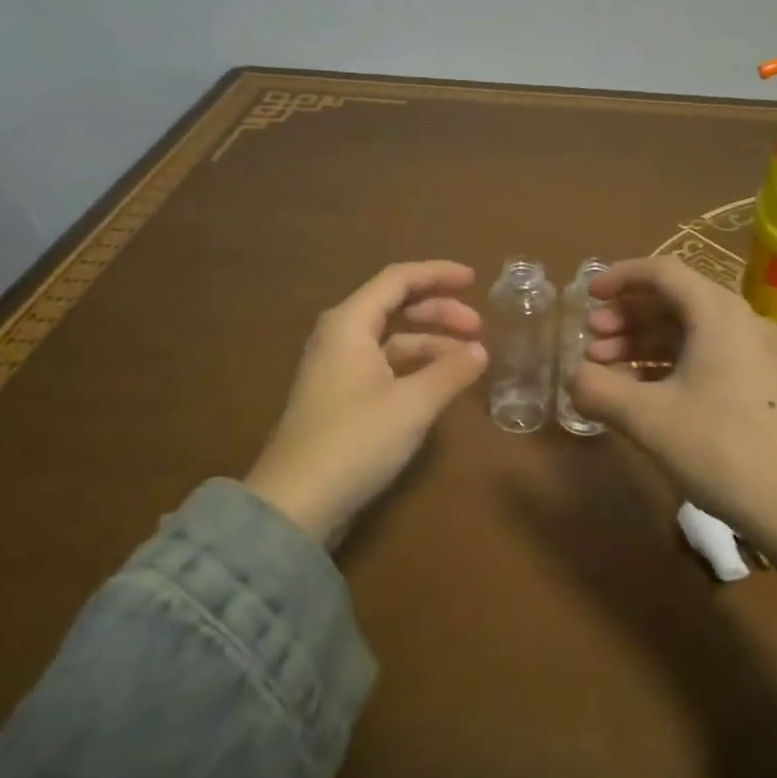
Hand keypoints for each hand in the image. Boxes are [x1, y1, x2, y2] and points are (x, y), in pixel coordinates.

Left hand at [244, 261, 486, 543]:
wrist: (296, 504)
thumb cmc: (356, 440)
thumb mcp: (413, 403)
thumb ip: (451, 371)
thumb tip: (480, 351)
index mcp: (350, 323)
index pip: (398, 279)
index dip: (438, 274)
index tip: (474, 279)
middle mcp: (341, 337)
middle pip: (395, 306)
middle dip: (439, 311)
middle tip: (478, 328)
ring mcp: (338, 369)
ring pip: (392, 340)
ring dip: (431, 343)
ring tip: (468, 362)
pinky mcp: (341, 399)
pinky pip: (385, 366)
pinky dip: (416, 367)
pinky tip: (440, 385)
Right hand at [565, 256, 776, 558]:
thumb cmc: (722, 450)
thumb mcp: (649, 420)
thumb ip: (599, 390)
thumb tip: (573, 376)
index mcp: (718, 313)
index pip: (662, 272)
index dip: (619, 278)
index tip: (587, 298)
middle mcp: (741, 321)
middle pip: (675, 300)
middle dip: (627, 316)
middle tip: (592, 342)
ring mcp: (757, 352)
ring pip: (691, 330)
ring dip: (646, 342)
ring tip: (608, 368)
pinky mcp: (763, 383)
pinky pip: (708, 355)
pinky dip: (671, 363)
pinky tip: (645, 391)